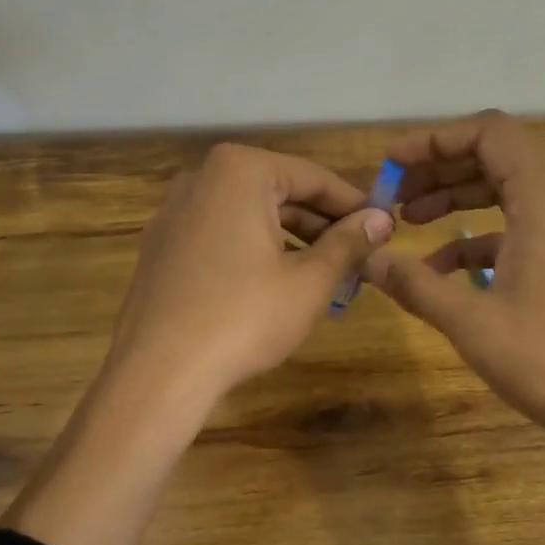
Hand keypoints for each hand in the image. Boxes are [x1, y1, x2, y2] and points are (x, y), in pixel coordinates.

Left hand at [106, 142, 394, 405]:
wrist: (159, 372)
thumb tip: (382, 219)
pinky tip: (278, 285)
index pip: (314, 178)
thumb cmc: (244, 317)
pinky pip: (221, 235)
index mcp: (239, 171)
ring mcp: (174, 212)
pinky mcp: (161, 247)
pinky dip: (255, 250)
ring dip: (291, 240)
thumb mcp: (309, 281)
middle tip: (359, 257)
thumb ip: (349, 243)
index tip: (384, 229)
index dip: (354, 205)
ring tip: (326, 275)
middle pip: (279, 192)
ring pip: (250, 215)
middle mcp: (201, 178)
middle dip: (322, 225)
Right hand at [365, 112, 544, 472]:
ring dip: (455, 199)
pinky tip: (442, 270)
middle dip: (439, 170)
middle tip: (393, 195)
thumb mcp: (471, 322)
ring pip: (504, 192)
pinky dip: (476, 237)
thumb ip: (416, 285)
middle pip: (494, 158)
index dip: (436, 139)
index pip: (489, 133)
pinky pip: (516, 228)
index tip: (393, 162)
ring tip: (408, 221)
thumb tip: (370, 261)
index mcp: (542, 199)